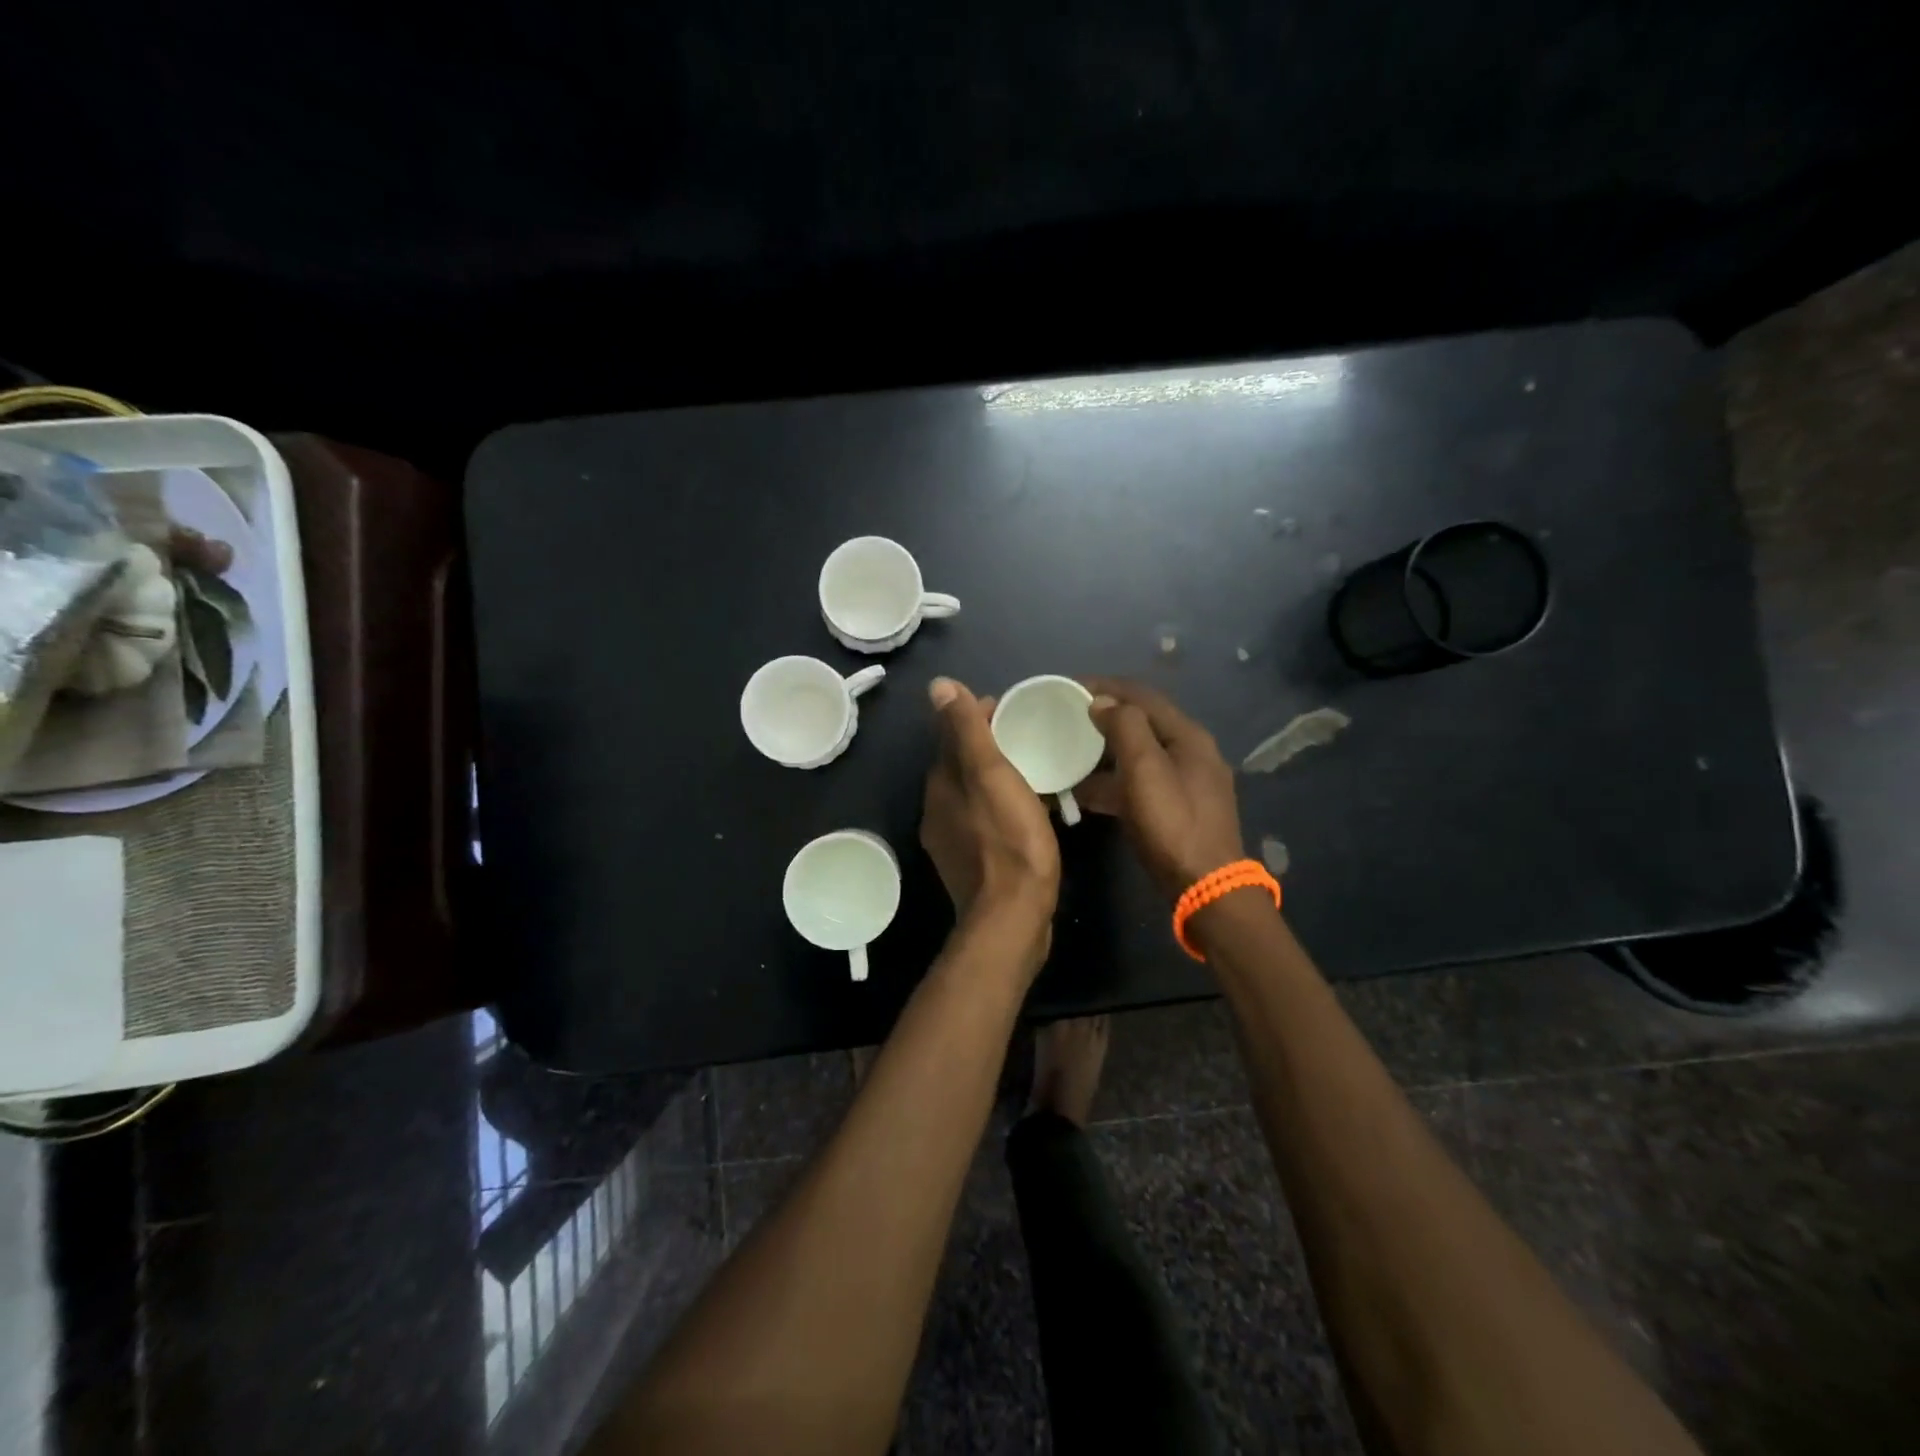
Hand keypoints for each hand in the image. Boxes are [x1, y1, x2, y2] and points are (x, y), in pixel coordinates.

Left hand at [919, 677, 1060, 945]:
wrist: (1011, 916)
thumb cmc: (1009, 840)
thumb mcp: (991, 775)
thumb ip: (966, 730)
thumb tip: (938, 685)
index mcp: (940, 783)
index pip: (952, 735)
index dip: (977, 715)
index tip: (1010, 708)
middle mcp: (937, 809)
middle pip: (960, 764)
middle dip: (986, 744)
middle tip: (1025, 734)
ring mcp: (952, 840)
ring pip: (972, 793)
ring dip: (993, 775)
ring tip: (1030, 768)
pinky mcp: (970, 864)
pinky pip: (983, 820)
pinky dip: (998, 805)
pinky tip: (1024, 810)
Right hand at [1077, 678, 1244, 901]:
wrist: (1206, 888)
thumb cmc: (1173, 824)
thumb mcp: (1145, 770)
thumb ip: (1125, 728)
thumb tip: (1102, 701)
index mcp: (1188, 736)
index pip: (1142, 695)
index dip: (1105, 686)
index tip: (1068, 687)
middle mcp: (1191, 752)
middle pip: (1142, 723)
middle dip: (1103, 718)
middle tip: (1066, 720)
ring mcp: (1186, 782)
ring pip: (1138, 755)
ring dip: (1104, 752)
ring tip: (1068, 755)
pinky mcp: (1178, 808)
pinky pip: (1139, 783)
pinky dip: (1113, 781)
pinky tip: (1085, 794)